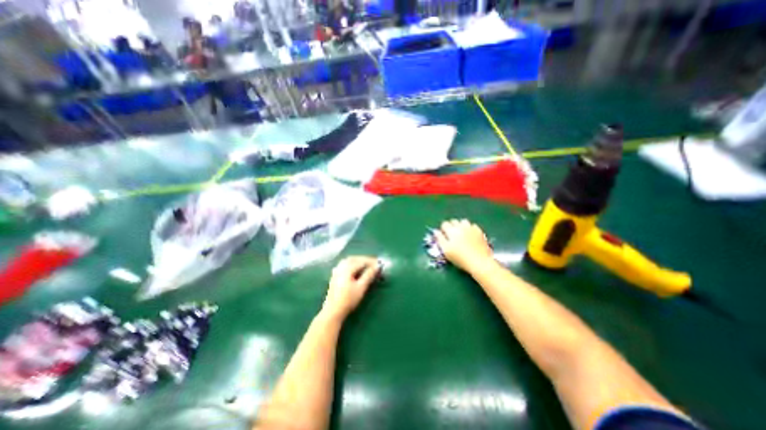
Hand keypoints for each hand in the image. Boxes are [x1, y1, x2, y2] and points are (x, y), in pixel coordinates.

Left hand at [322, 255, 381, 318]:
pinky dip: (353, 264)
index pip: (361, 261)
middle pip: (355, 259)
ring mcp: (337, 271)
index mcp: (347, 268)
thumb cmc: (348, 300)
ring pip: (349, 261)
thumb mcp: (361, 287)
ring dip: (359, 261)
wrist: (333, 312)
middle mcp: (341, 267)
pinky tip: (356, 269)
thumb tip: (377, 266)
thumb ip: (369, 275)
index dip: (371, 261)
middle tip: (374, 263)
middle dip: (365, 260)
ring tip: (367, 265)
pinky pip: (345, 265)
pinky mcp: (335, 276)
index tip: (380, 264)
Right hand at [433, 218, 492, 272]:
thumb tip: (436, 231)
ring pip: (463, 221)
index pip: (444, 224)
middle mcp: (461, 226)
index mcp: (452, 231)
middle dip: (451, 226)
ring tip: (461, 234)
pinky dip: (470, 228)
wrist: (479, 262)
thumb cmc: (460, 258)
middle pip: (453, 221)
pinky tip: (470, 235)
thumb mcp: (446, 250)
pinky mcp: (479, 231)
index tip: (444, 236)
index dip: (443, 229)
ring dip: (460, 225)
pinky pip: (472, 226)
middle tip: (452, 236)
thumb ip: (440, 239)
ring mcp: (471, 228)